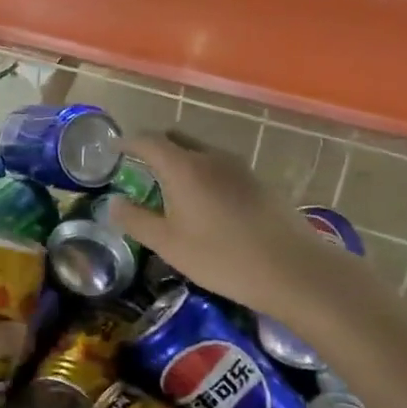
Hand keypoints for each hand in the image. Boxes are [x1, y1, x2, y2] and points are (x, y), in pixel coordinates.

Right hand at [109, 131, 366, 323]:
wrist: (293, 269)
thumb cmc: (222, 256)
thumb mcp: (169, 245)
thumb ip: (136, 221)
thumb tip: (113, 203)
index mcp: (183, 167)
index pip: (148, 140)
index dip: (127, 142)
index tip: (113, 148)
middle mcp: (210, 157)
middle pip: (176, 139)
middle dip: (154, 147)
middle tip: (139, 167)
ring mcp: (238, 167)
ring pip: (200, 152)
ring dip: (181, 161)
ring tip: (169, 187)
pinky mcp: (258, 182)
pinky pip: (220, 167)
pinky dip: (202, 174)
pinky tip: (204, 203)